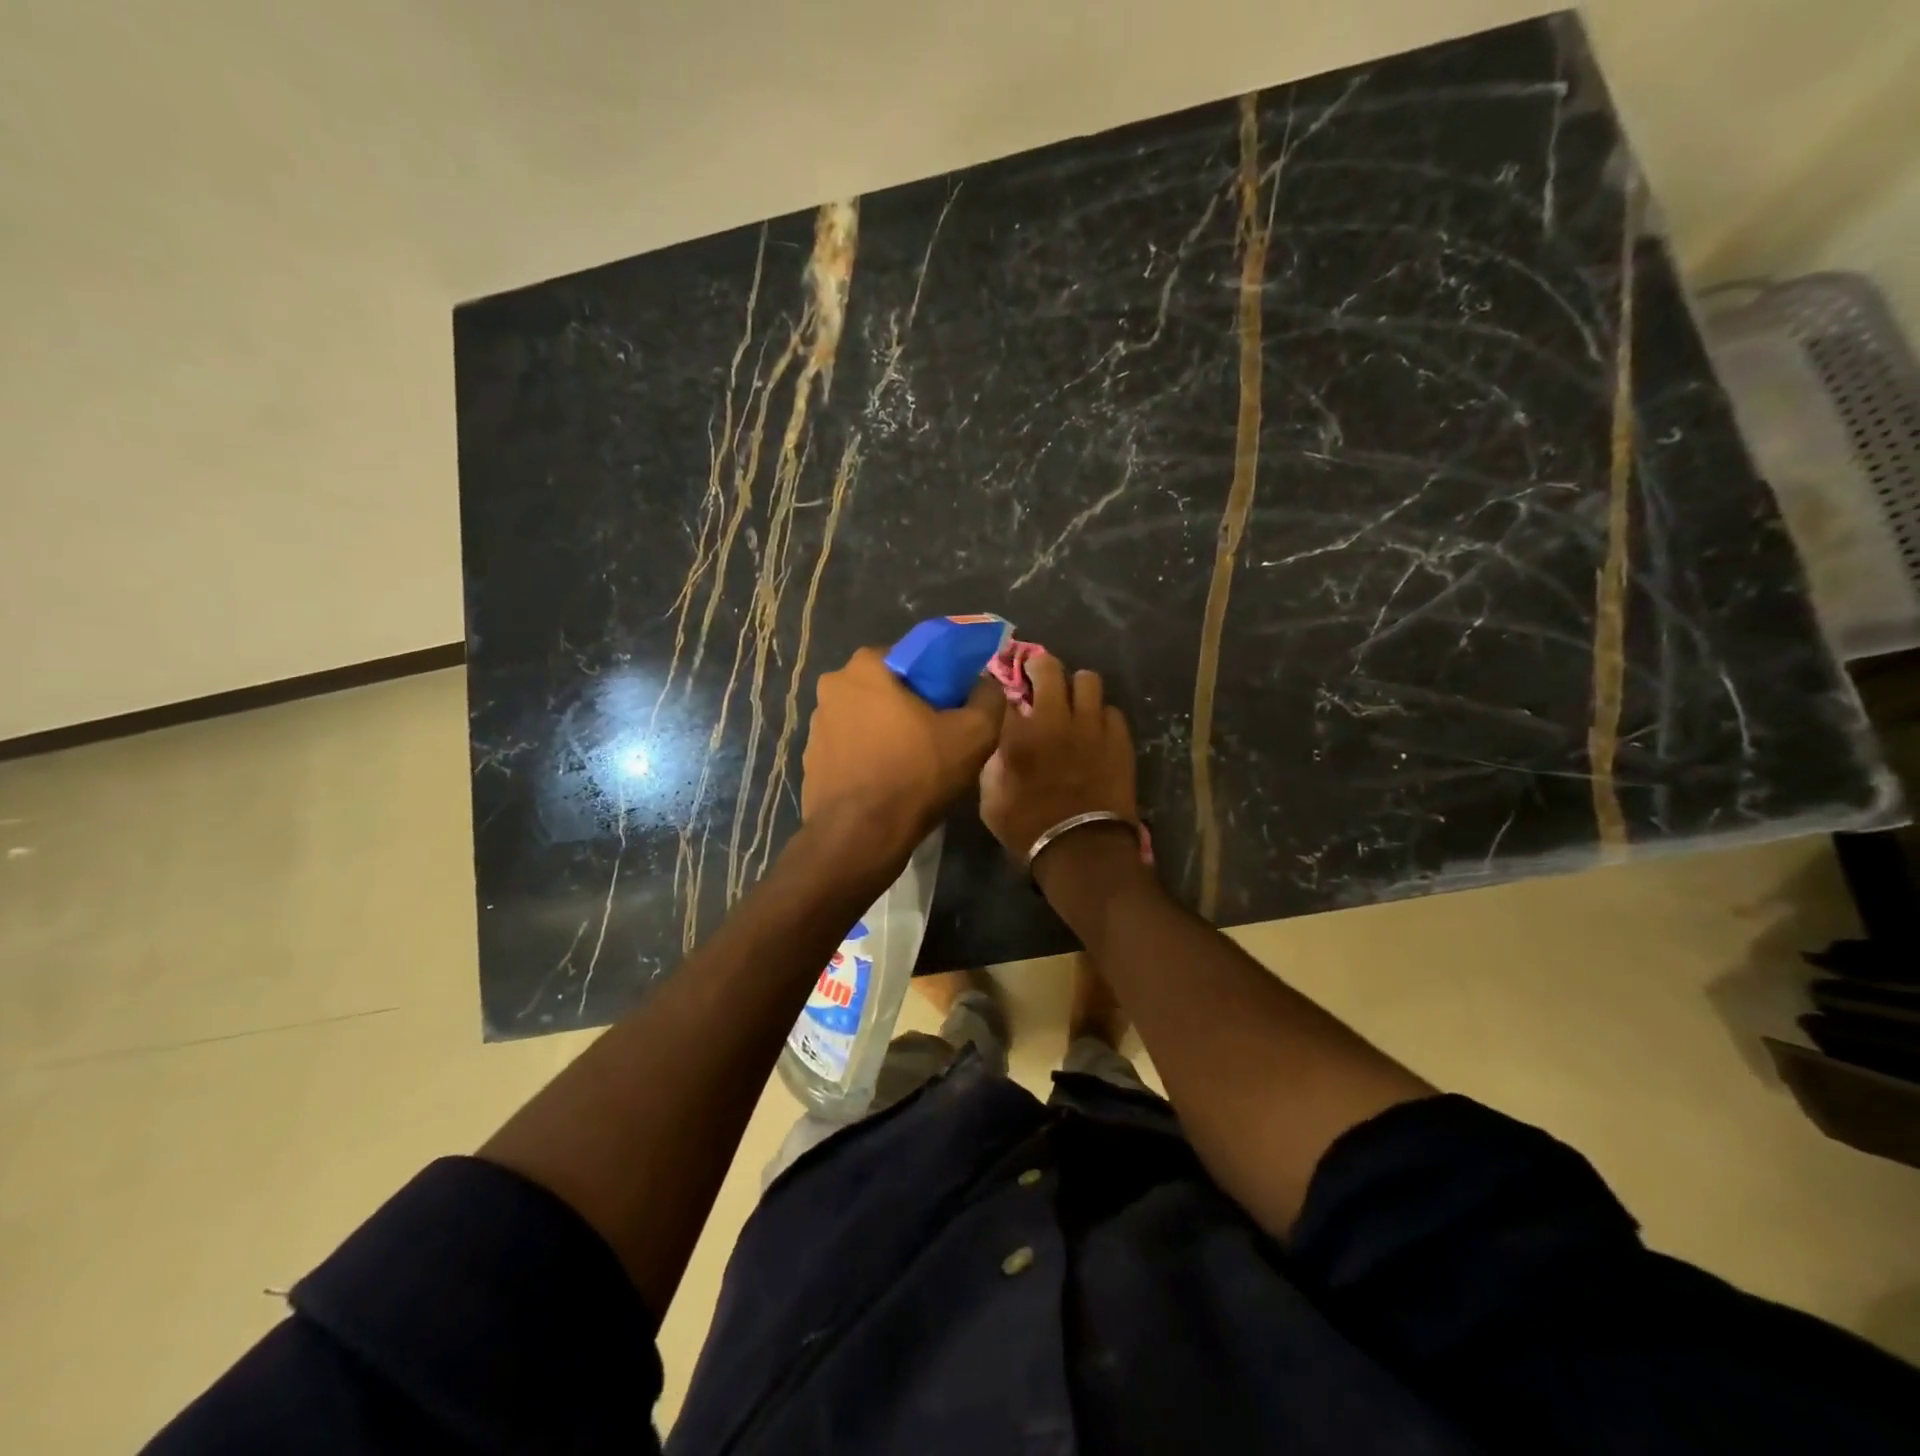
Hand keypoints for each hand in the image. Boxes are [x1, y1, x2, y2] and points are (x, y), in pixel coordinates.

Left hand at [802, 646, 1006, 858]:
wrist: (860, 837)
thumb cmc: (916, 774)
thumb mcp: (974, 734)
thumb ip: (989, 697)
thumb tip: (987, 684)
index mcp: (866, 666)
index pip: (913, 656)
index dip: (940, 678)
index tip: (956, 705)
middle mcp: (833, 686)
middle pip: (888, 686)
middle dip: (912, 704)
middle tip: (940, 734)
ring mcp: (816, 724)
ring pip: (867, 717)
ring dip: (888, 730)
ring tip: (915, 762)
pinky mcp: (811, 759)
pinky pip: (851, 747)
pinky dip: (869, 755)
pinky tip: (889, 780)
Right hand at [979, 654, 1138, 863]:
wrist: (1082, 849)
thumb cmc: (1027, 827)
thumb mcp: (990, 798)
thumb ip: (993, 759)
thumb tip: (1002, 738)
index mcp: (1017, 733)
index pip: (1008, 688)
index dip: (1006, 683)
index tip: (1006, 687)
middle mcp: (1054, 718)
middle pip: (1049, 667)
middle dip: (1040, 665)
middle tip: (1038, 676)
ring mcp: (1091, 725)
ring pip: (1088, 679)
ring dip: (1076, 686)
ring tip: (1073, 702)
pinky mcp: (1119, 738)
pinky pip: (1111, 709)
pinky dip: (1100, 715)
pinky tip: (1095, 729)